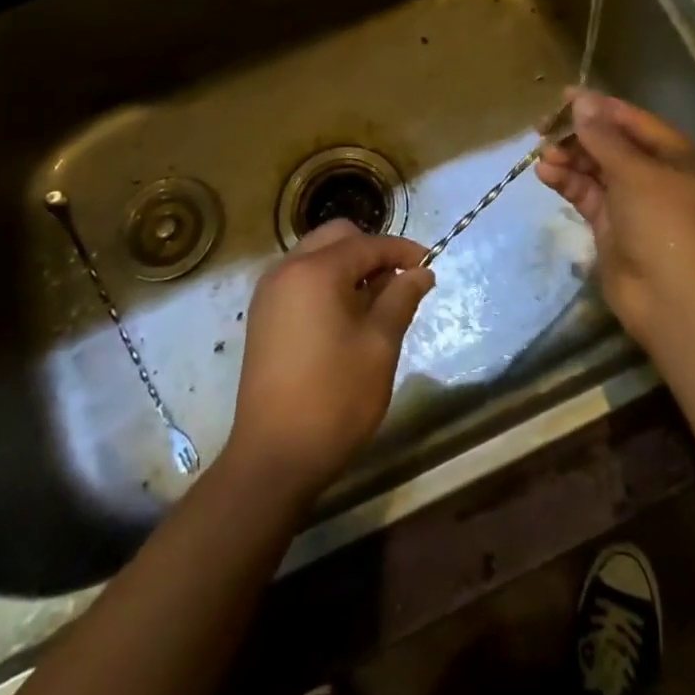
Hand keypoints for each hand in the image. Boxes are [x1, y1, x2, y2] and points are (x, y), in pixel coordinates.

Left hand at [224, 219, 435, 500]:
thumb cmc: (335, 398)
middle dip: (372, 251)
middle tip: (401, 281)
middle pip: (337, 237)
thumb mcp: (380, 345)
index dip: (402, 251)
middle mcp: (286, 269)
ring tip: (378, 300)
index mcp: (315, 271)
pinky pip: (301, 279)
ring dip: (349, 266)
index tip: (430, 265)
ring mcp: (269, 292)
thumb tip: (421, 272)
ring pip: (317, 256)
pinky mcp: (263, 315)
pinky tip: (347, 315)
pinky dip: (327, 282)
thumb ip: (401, 298)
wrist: (273, 457)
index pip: (368, 244)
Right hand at [536, 89, 694, 344]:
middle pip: (611, 143)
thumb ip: (602, 136)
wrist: (669, 296)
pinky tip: (544, 173)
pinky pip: (586, 193)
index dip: (599, 107)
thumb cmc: (661, 222)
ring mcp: (632, 201)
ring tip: (542, 154)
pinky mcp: (611, 224)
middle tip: (544, 128)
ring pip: (595, 168)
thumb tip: (579, 99)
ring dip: (569, 158)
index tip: (564, 97)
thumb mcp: (633, 172)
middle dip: (578, 135)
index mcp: (675, 155)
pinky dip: (567, 182)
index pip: (632, 121)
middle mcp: (655, 173)